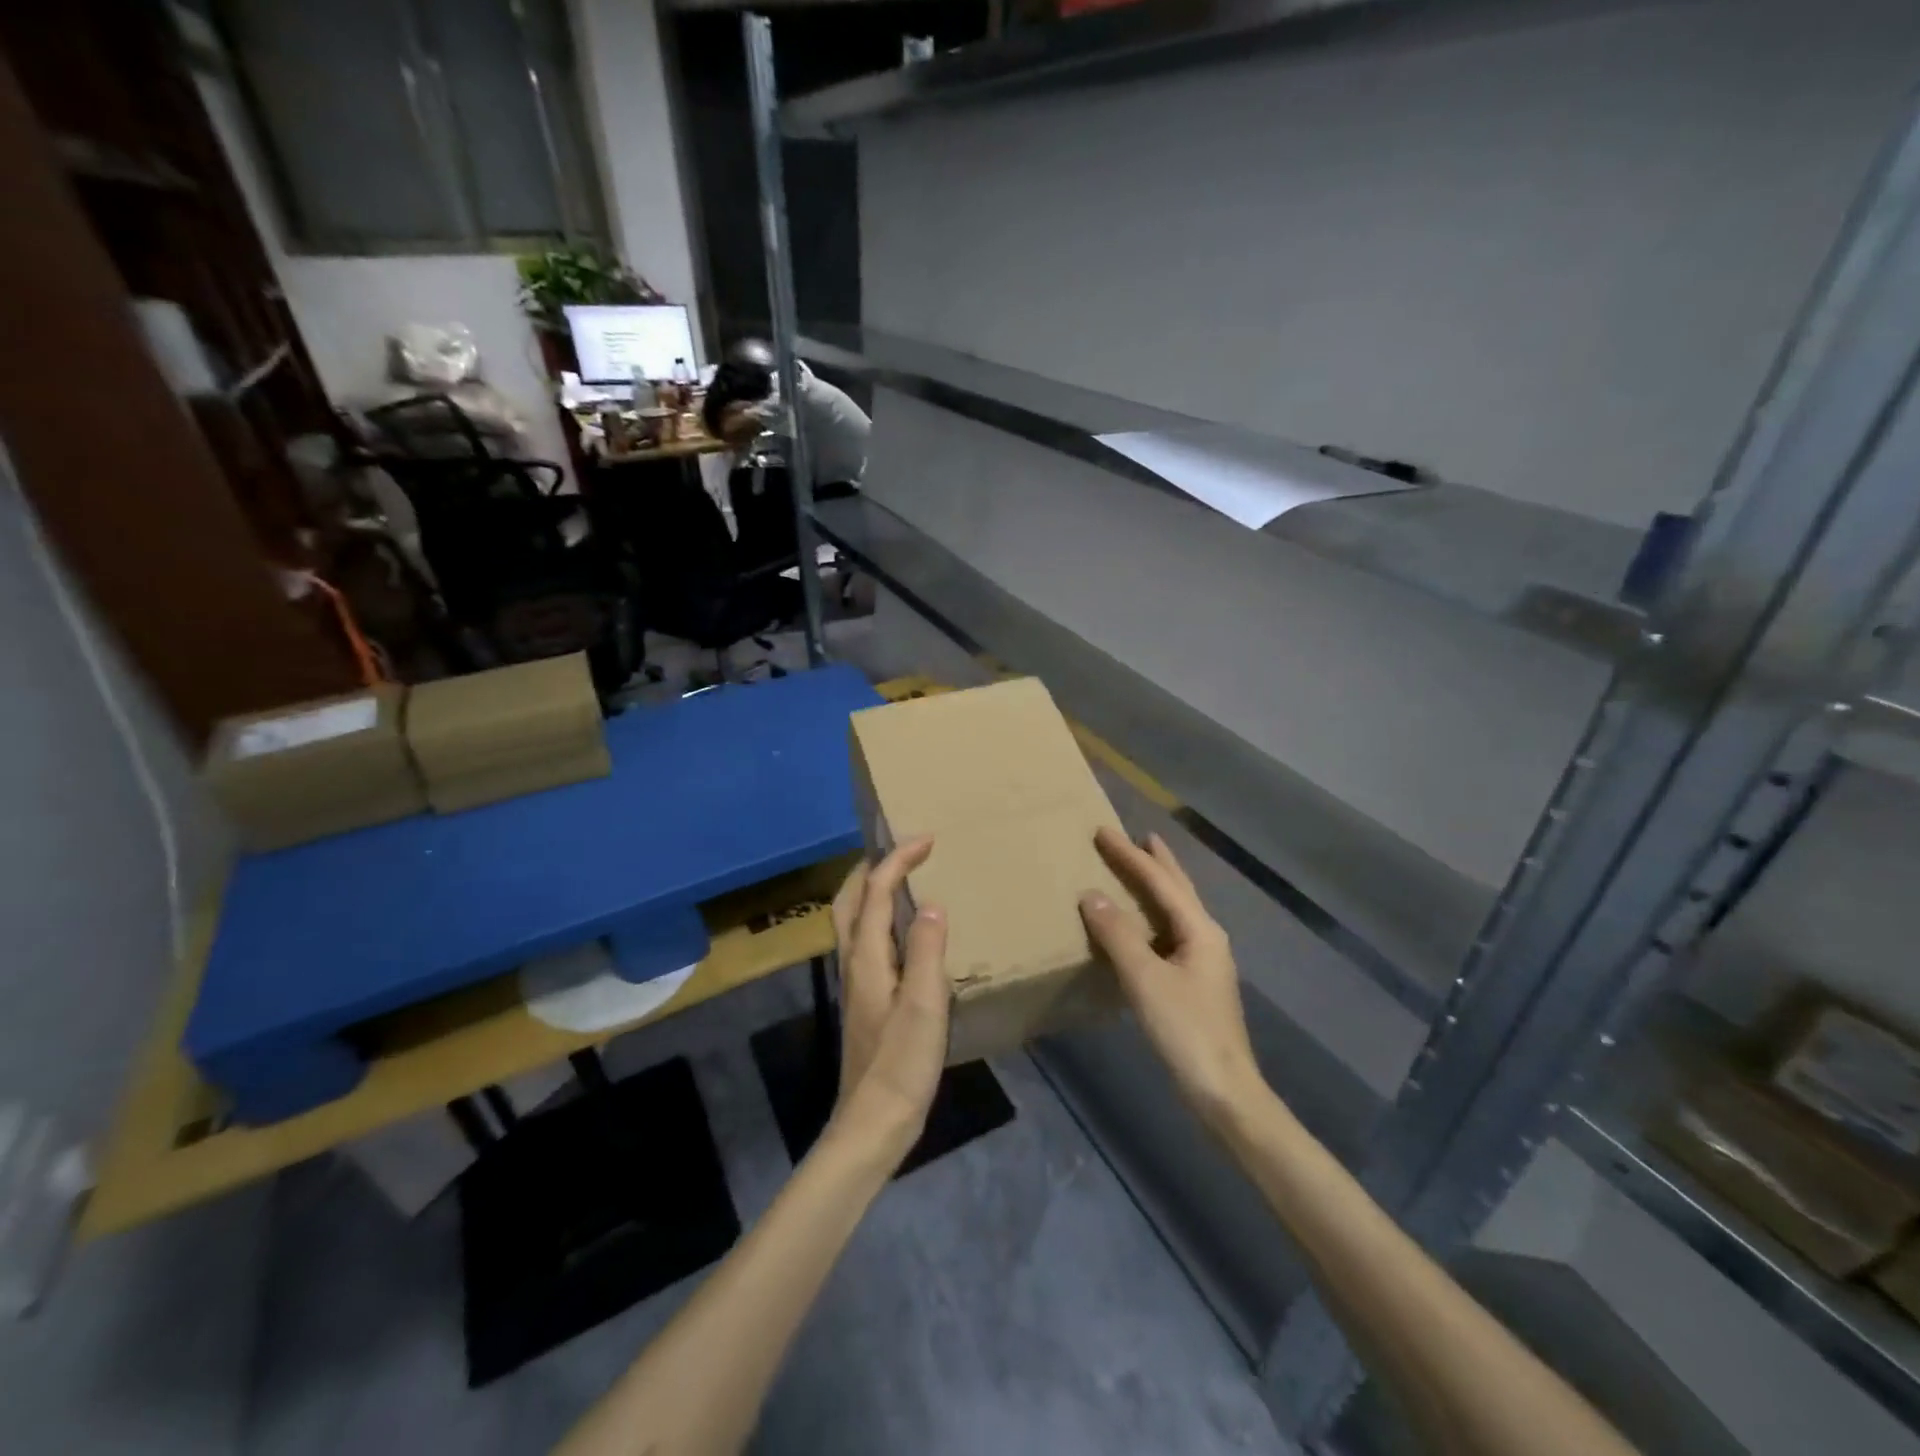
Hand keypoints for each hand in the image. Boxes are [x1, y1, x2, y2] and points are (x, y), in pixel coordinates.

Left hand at [826, 838, 950, 1162]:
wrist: (874, 1122)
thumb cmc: (902, 1063)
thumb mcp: (924, 1005)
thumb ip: (927, 951)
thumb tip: (930, 904)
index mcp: (867, 957)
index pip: (877, 892)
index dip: (898, 860)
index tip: (926, 840)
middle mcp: (854, 962)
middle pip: (850, 900)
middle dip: (872, 868)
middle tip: (903, 852)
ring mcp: (856, 982)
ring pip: (853, 920)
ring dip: (872, 890)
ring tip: (902, 880)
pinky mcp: (864, 1000)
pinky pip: (866, 940)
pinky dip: (879, 918)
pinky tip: (904, 933)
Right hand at [1079, 827, 1261, 1127]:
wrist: (1223, 1091)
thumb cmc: (1185, 1030)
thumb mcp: (1146, 979)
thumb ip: (1117, 934)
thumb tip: (1091, 895)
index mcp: (1200, 930)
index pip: (1159, 881)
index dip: (1129, 855)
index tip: (1102, 831)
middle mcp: (1207, 937)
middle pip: (1178, 889)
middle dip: (1157, 862)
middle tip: (1137, 837)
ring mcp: (1204, 961)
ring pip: (1177, 911)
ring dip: (1158, 887)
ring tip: (1140, 870)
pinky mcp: (1196, 983)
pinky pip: (1170, 933)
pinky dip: (1153, 917)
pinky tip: (1141, 927)